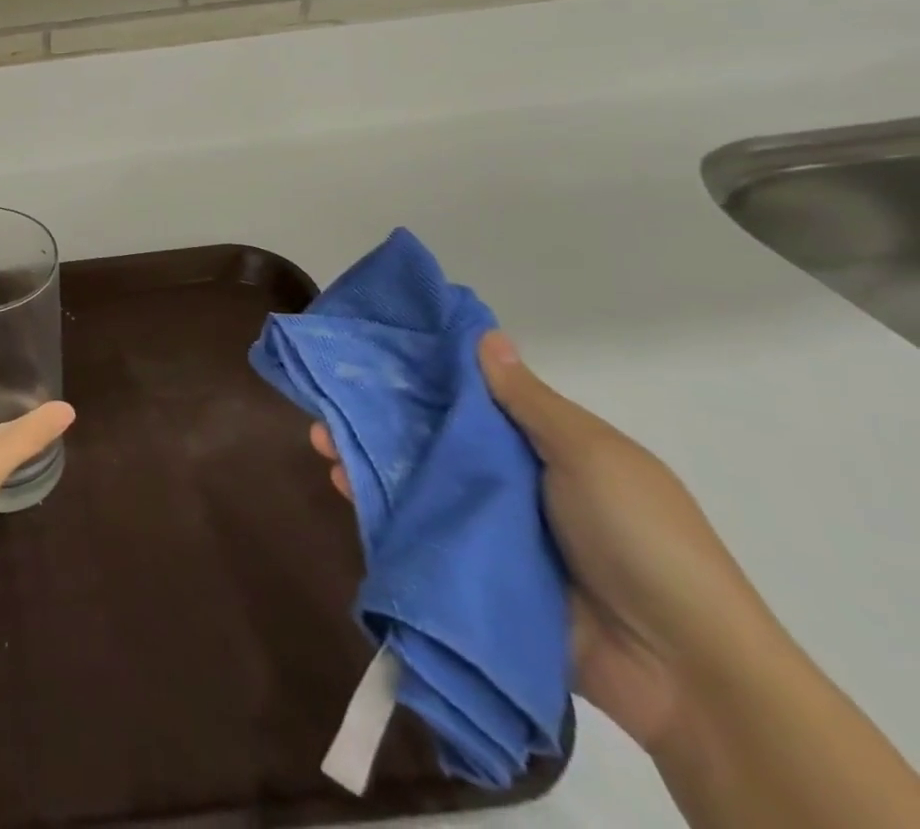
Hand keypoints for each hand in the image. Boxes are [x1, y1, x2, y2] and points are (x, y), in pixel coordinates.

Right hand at [310, 332, 776, 755]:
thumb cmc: (641, 540)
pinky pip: (416, 528)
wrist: (682, 671)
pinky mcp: (472, 569)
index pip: (470, 397)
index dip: (423, 373)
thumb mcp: (591, 455)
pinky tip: (342, 485)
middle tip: (328, 399)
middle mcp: (511, 480)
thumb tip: (486, 334)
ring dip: (367, 457)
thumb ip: (528, 400)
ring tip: (321, 441)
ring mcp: (489, 526)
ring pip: (415, 479)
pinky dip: (377, 506)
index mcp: (544, 446)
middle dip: (379, 415)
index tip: (372, 350)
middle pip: (432, 436)